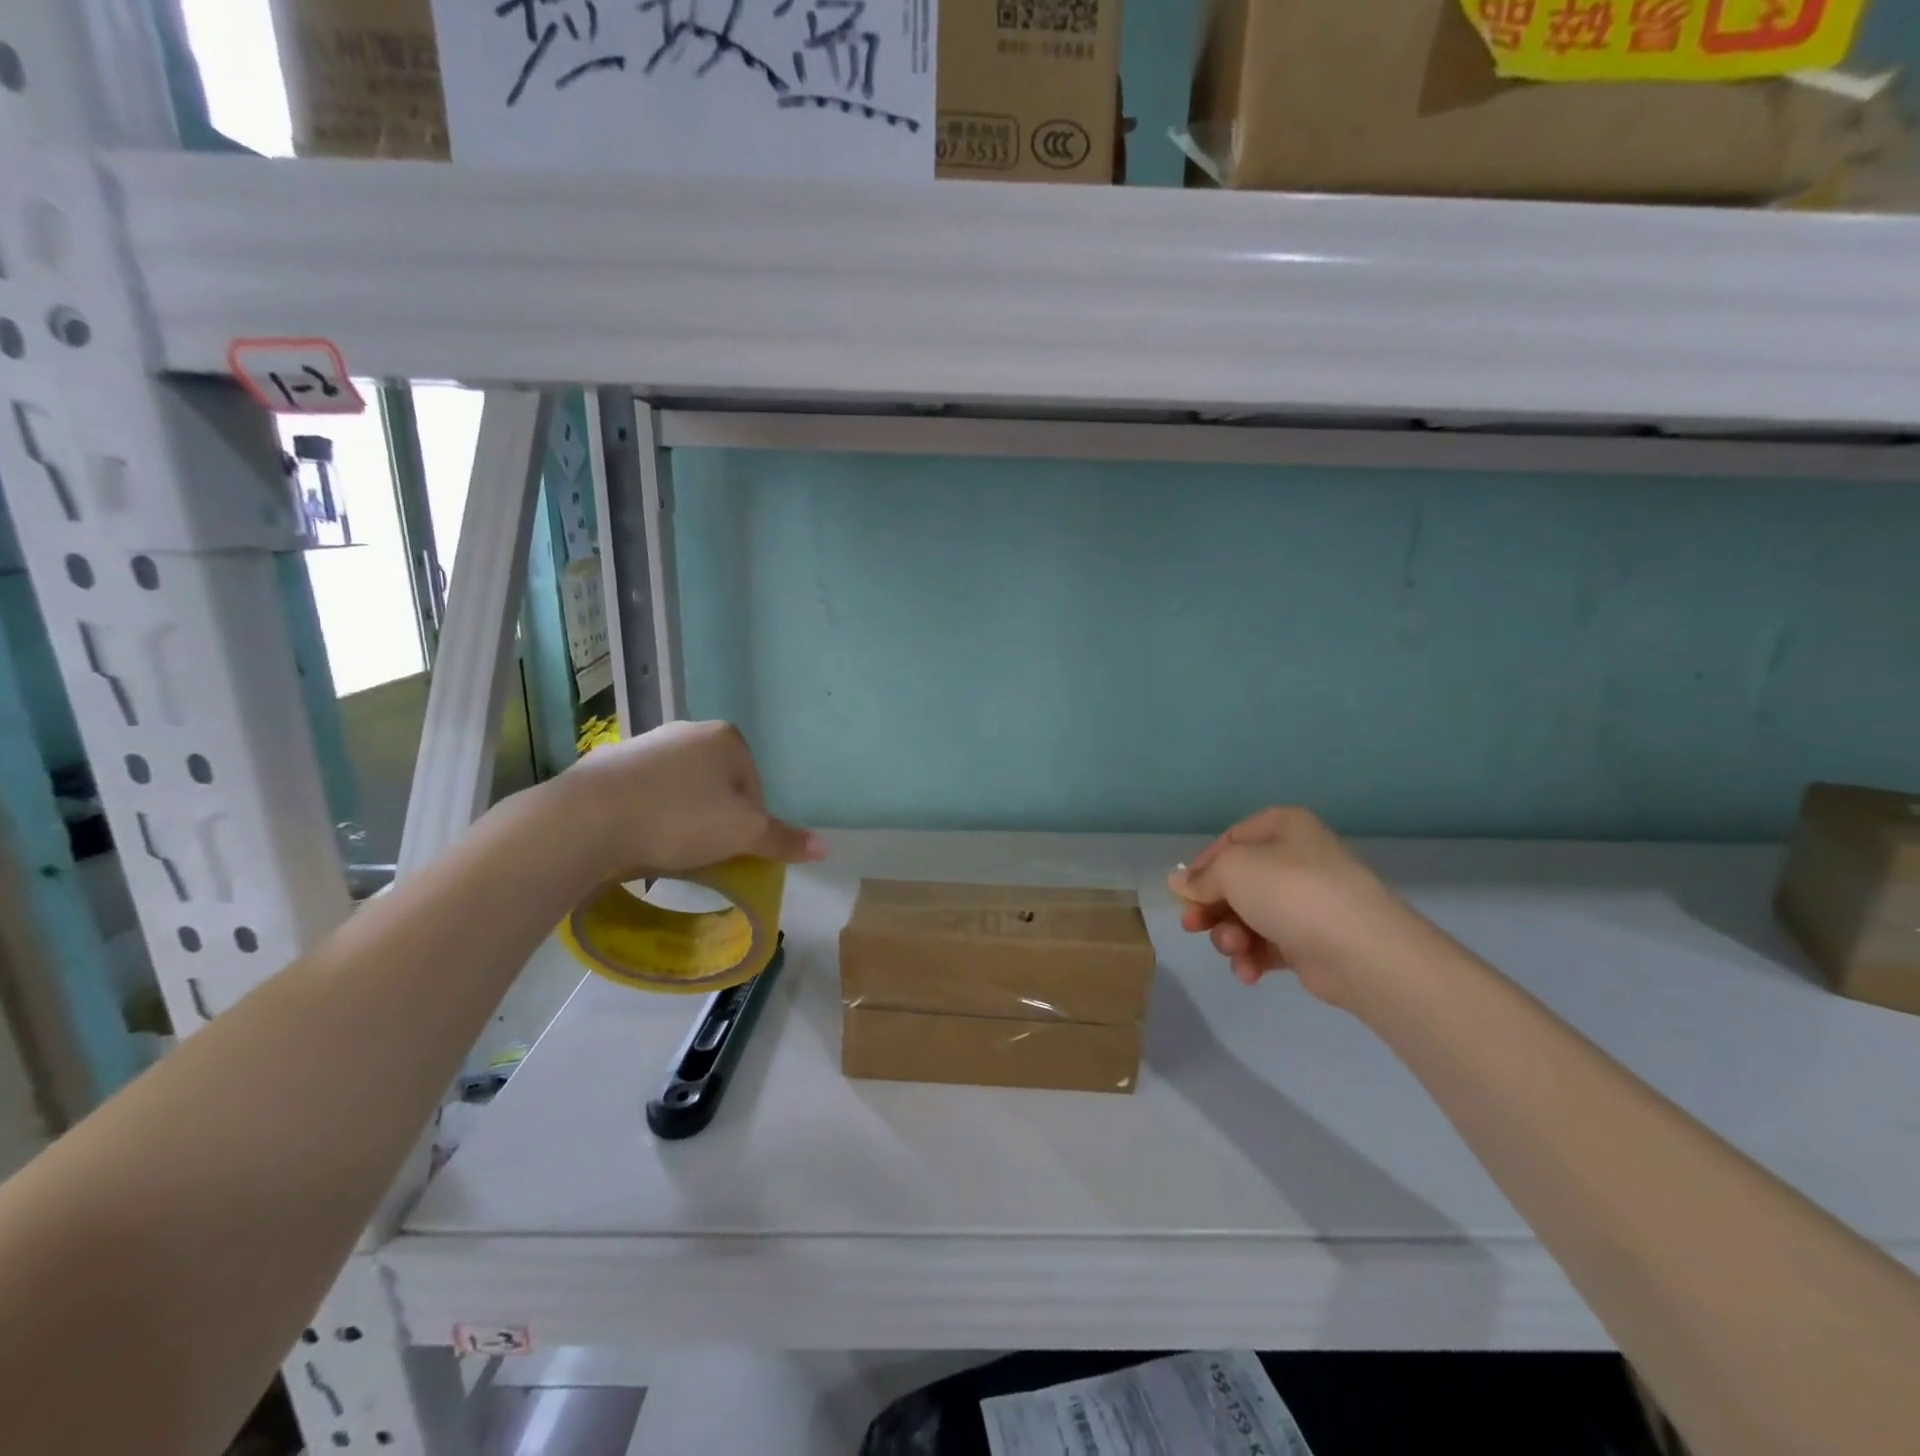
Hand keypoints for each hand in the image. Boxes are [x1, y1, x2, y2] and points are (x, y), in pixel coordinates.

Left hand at [552, 720, 823, 881]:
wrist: (588, 817)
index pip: (754, 787)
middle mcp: (688, 730)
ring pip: (680, 788)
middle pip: (718, 785)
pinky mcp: (610, 761)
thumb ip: (783, 839)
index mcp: (727, 739)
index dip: (748, 823)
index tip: (729, 848)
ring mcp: (646, 742)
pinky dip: (647, 813)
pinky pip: (644, 792)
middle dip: (714, 818)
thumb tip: (827, 847)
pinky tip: (636, 837)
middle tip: (700, 852)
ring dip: (681, 816)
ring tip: (666, 849)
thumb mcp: (743, 835)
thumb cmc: (679, 819)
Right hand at [1168, 807, 1425, 1007]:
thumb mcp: (1233, 870)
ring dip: (1230, 935)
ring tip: (1234, 949)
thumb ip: (1201, 877)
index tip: (1185, 891)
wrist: (1360, 952)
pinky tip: (1248, 972)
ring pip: (1249, 916)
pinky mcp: (1312, 942)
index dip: (1203, 865)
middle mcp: (1297, 860)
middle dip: (1212, 907)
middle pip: (1237, 882)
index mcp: (1285, 828)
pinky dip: (1252, 957)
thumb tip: (1178, 882)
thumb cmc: (1291, 892)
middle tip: (1192, 926)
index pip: (1231, 839)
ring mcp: (1307, 903)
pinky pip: (1269, 944)